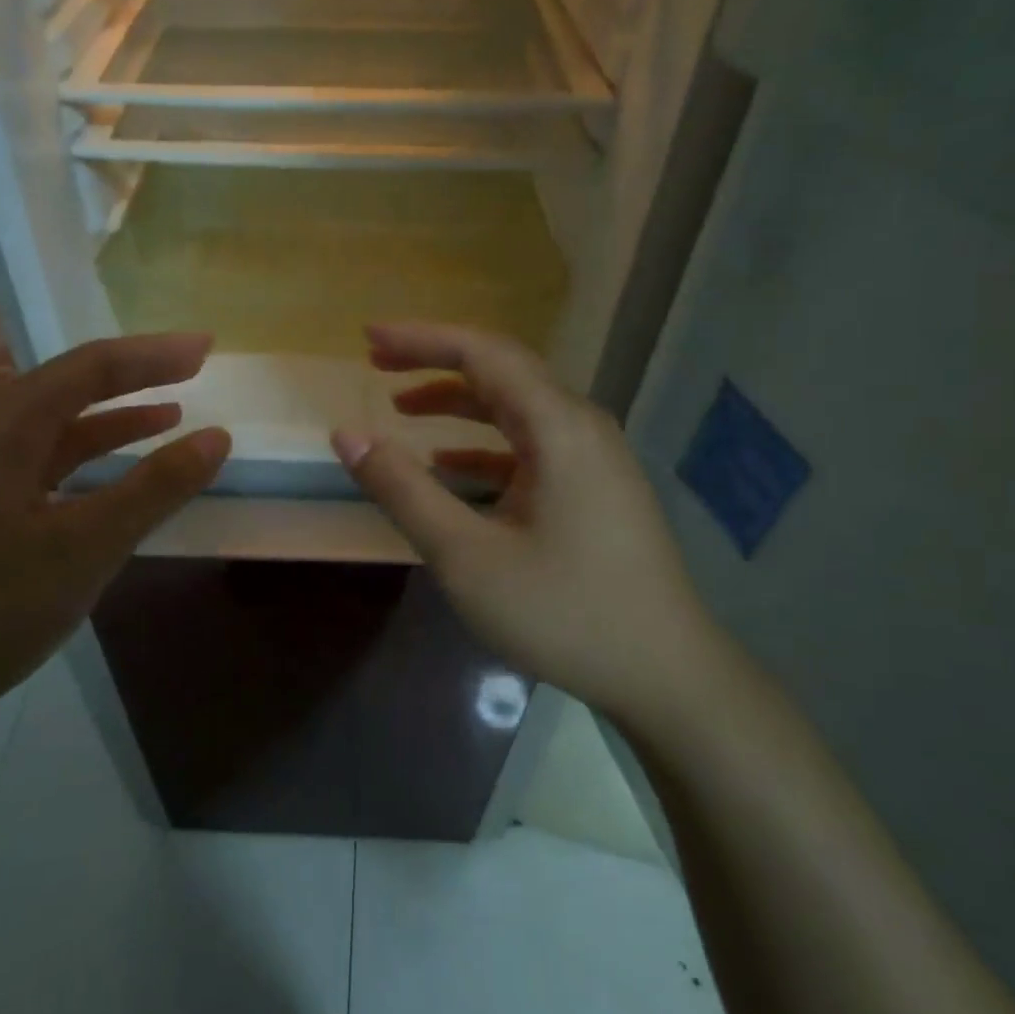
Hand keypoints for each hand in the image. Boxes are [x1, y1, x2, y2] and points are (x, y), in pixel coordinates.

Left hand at [0, 333, 229, 744]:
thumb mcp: (84, 547)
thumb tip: (218, 437)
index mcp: (5, 426)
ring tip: (171, 414)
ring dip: (114, 419)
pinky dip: (89, 461)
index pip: (91, 367)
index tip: (207, 348)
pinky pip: (45, 465)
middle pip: (70, 385)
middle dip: (135, 376)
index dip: (153, 354)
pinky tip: (114, 476)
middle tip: (192, 369)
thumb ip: (154, 489)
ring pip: (57, 428)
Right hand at [331, 323, 735, 740]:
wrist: (667, 676)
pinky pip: (531, 447)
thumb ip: (403, 490)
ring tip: (402, 408)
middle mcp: (581, 427)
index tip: (367, 338)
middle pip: (501, 372)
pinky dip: (484, 444)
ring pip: (516, 409)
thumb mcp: (466, 556)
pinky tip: (449, 463)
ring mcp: (594, 458)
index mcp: (558, 427)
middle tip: (378, 364)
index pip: (483, 354)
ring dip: (458, 403)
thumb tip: (347, 434)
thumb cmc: (564, 613)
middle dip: (436, 362)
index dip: (421, 339)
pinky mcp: (595, 489)